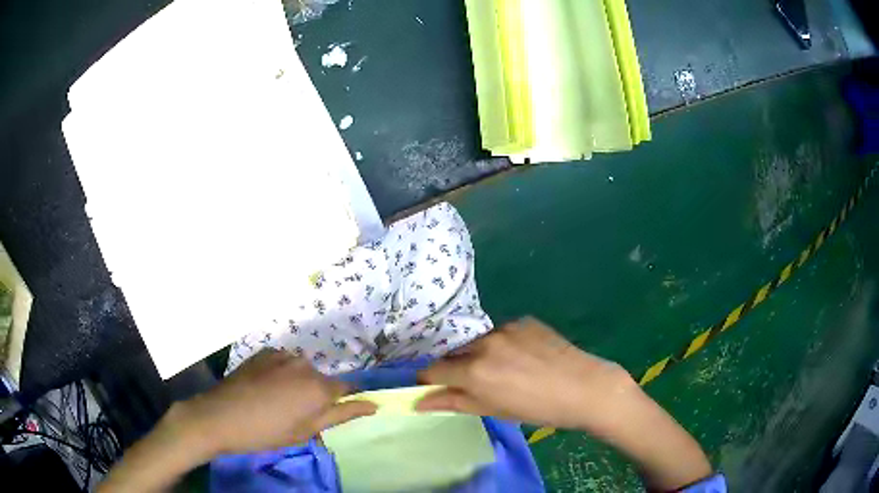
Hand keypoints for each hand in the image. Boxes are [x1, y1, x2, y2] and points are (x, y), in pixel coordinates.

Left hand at [168, 350, 375, 456]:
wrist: (221, 416)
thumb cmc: (268, 432)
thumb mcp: (307, 430)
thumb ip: (342, 414)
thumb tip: (374, 404)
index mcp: (318, 386)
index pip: (345, 388)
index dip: (344, 400)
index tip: (335, 411)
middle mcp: (304, 364)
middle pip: (321, 379)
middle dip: (316, 394)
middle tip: (297, 414)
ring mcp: (281, 354)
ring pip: (301, 370)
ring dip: (297, 382)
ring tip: (278, 401)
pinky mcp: (263, 352)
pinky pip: (282, 362)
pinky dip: (281, 373)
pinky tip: (265, 388)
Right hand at [417, 318, 711, 490]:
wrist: (585, 387)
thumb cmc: (539, 409)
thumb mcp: (494, 410)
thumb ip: (454, 402)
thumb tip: (420, 401)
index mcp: (474, 370)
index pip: (434, 369)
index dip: (430, 380)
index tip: (433, 387)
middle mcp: (484, 343)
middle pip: (455, 353)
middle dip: (456, 367)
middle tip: (474, 383)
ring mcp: (506, 327)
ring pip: (478, 341)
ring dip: (479, 354)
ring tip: (504, 371)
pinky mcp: (524, 320)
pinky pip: (502, 332)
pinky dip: (503, 345)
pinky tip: (524, 358)